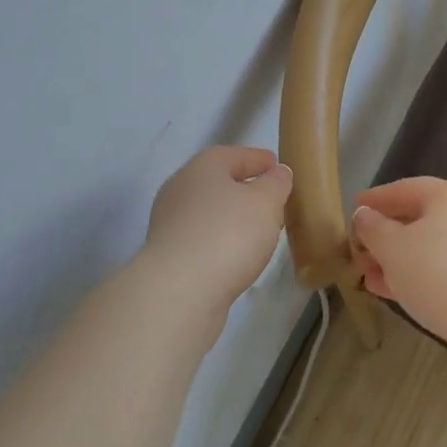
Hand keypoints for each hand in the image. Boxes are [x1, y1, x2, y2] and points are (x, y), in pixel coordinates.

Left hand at [144, 147, 292, 315]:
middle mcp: (180, 190)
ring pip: (208, 212)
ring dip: (232, 217)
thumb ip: (276, 184)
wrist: (180, 291)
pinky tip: (238, 254)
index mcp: (202, 168)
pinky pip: (202, 239)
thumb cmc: (229, 234)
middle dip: (244, 189)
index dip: (257, 159)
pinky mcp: (168, 256)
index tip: (277, 166)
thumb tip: (278, 172)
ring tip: (260, 230)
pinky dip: (221, 241)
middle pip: (217, 183)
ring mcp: (170, 224)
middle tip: (272, 199)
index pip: (233, 155)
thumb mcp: (265, 203)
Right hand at [350, 177, 446, 344]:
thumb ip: (374, 228)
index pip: (408, 188)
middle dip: (385, 235)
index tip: (354, 208)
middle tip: (357, 248)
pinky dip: (414, 277)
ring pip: (429, 249)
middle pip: (420, 219)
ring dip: (396, 260)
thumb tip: (365, 215)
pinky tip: (389, 291)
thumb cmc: (437, 270)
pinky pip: (440, 272)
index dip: (377, 198)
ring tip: (366, 274)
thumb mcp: (393, 246)